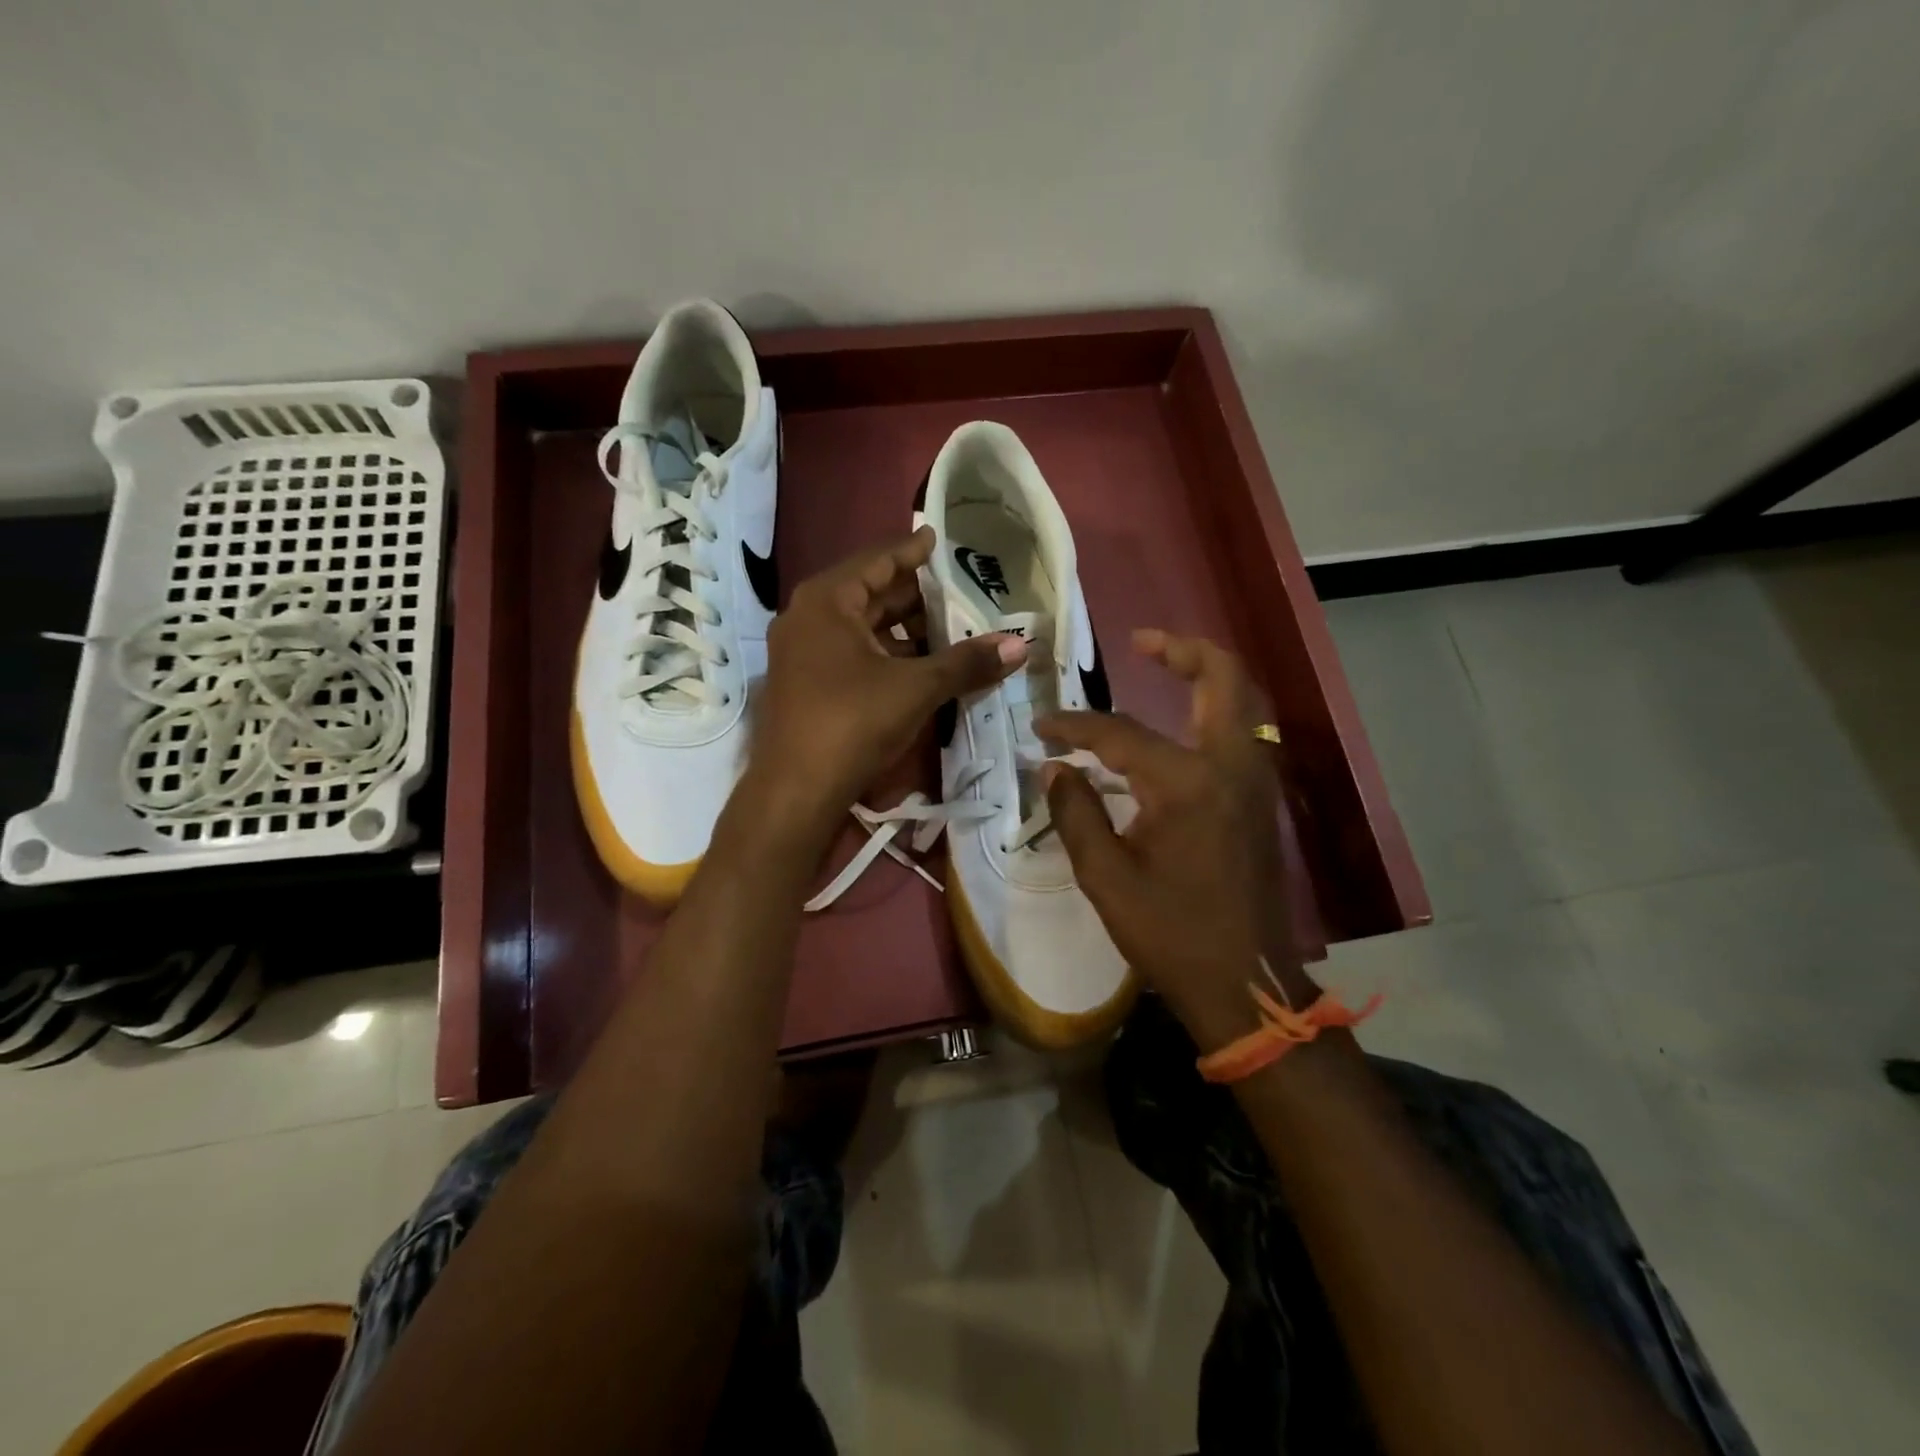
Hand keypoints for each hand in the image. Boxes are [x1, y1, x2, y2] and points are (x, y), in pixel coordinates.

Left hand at [744, 527, 1024, 846]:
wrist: (796, 791)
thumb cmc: (853, 722)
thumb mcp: (916, 688)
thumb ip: (967, 662)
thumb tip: (1020, 644)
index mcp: (827, 601)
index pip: (877, 561)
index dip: (912, 550)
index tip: (937, 537)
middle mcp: (808, 617)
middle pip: (869, 594)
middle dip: (915, 595)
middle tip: (957, 592)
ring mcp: (802, 652)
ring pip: (862, 628)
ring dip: (904, 630)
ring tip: (948, 631)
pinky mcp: (805, 683)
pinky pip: (852, 653)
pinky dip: (886, 654)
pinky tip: (919, 666)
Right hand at [1037, 630, 1314, 1051]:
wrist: (1246, 982)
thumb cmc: (1172, 933)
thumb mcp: (1106, 877)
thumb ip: (1076, 813)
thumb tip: (1054, 768)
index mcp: (1187, 784)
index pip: (1120, 734)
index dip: (1074, 727)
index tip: (1041, 726)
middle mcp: (1231, 766)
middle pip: (1222, 678)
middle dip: (1182, 649)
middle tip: (1142, 641)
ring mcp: (1255, 780)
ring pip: (1241, 701)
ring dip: (1204, 675)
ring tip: (1160, 667)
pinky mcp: (1260, 799)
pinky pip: (1240, 731)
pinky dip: (1213, 710)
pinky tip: (1178, 725)